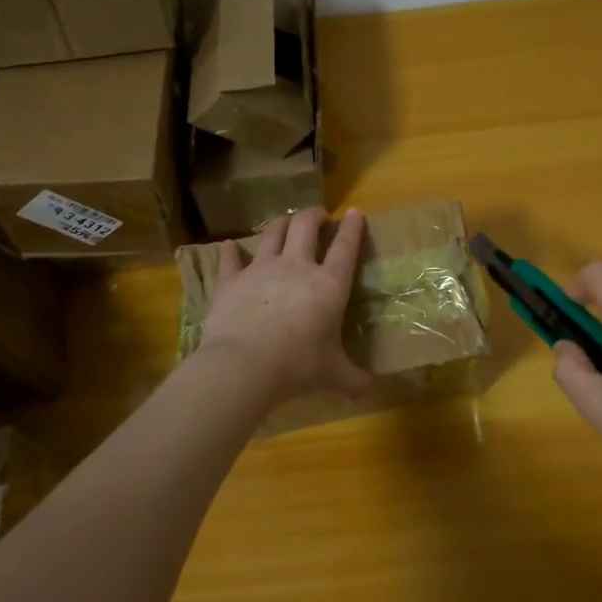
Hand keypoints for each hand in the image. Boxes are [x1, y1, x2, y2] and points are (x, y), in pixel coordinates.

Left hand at [198, 208, 372, 403]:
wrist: (245, 366)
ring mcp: (261, 269)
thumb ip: (354, 378)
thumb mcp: (333, 374)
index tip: (356, 213)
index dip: (353, 227)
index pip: (346, 247)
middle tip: (319, 218)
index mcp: (329, 285)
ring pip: (272, 233)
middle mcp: (297, 267)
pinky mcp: (231, 280)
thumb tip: (372, 388)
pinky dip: (230, 252)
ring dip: (280, 224)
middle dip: (314, 215)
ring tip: (285, 224)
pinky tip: (229, 247)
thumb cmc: (298, 366)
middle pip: (305, 226)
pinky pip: (230, 259)